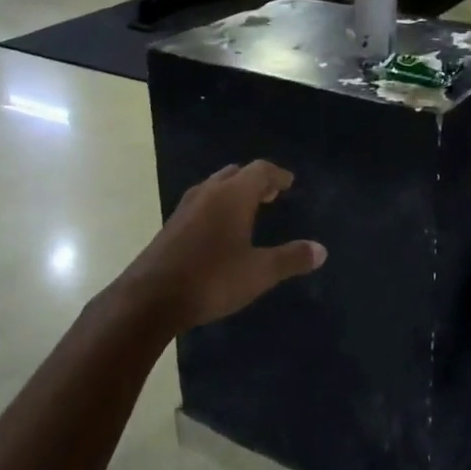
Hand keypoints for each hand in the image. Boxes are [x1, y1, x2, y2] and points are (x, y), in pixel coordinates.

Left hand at [120, 161, 325, 331]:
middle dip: (255, 180)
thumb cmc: (211, 279)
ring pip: (215, 186)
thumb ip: (291, 259)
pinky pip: (201, 203)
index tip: (289, 182)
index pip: (260, 170)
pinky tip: (219, 231)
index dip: (277, 175)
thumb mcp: (259, 272)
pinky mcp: (171, 226)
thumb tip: (321, 250)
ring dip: (234, 192)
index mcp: (233, 195)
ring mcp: (185, 207)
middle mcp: (209, 192)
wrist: (149, 299)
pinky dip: (217, 206)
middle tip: (270, 194)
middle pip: (235, 173)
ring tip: (248, 210)